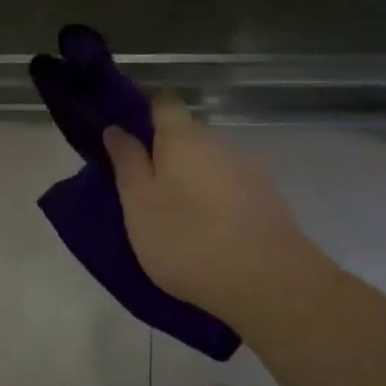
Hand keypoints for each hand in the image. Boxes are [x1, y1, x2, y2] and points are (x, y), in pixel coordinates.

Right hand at [103, 96, 324, 331]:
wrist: (267, 281)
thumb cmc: (186, 238)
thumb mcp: (139, 203)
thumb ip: (127, 162)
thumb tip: (116, 129)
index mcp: (183, 137)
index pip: (162, 104)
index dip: (143, 114)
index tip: (126, 139)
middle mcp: (220, 142)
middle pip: (188, 136)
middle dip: (167, 154)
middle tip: (145, 191)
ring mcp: (250, 170)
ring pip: (211, 164)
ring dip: (193, 180)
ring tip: (178, 219)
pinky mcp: (269, 199)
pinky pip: (232, 189)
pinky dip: (217, 202)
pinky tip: (211, 234)